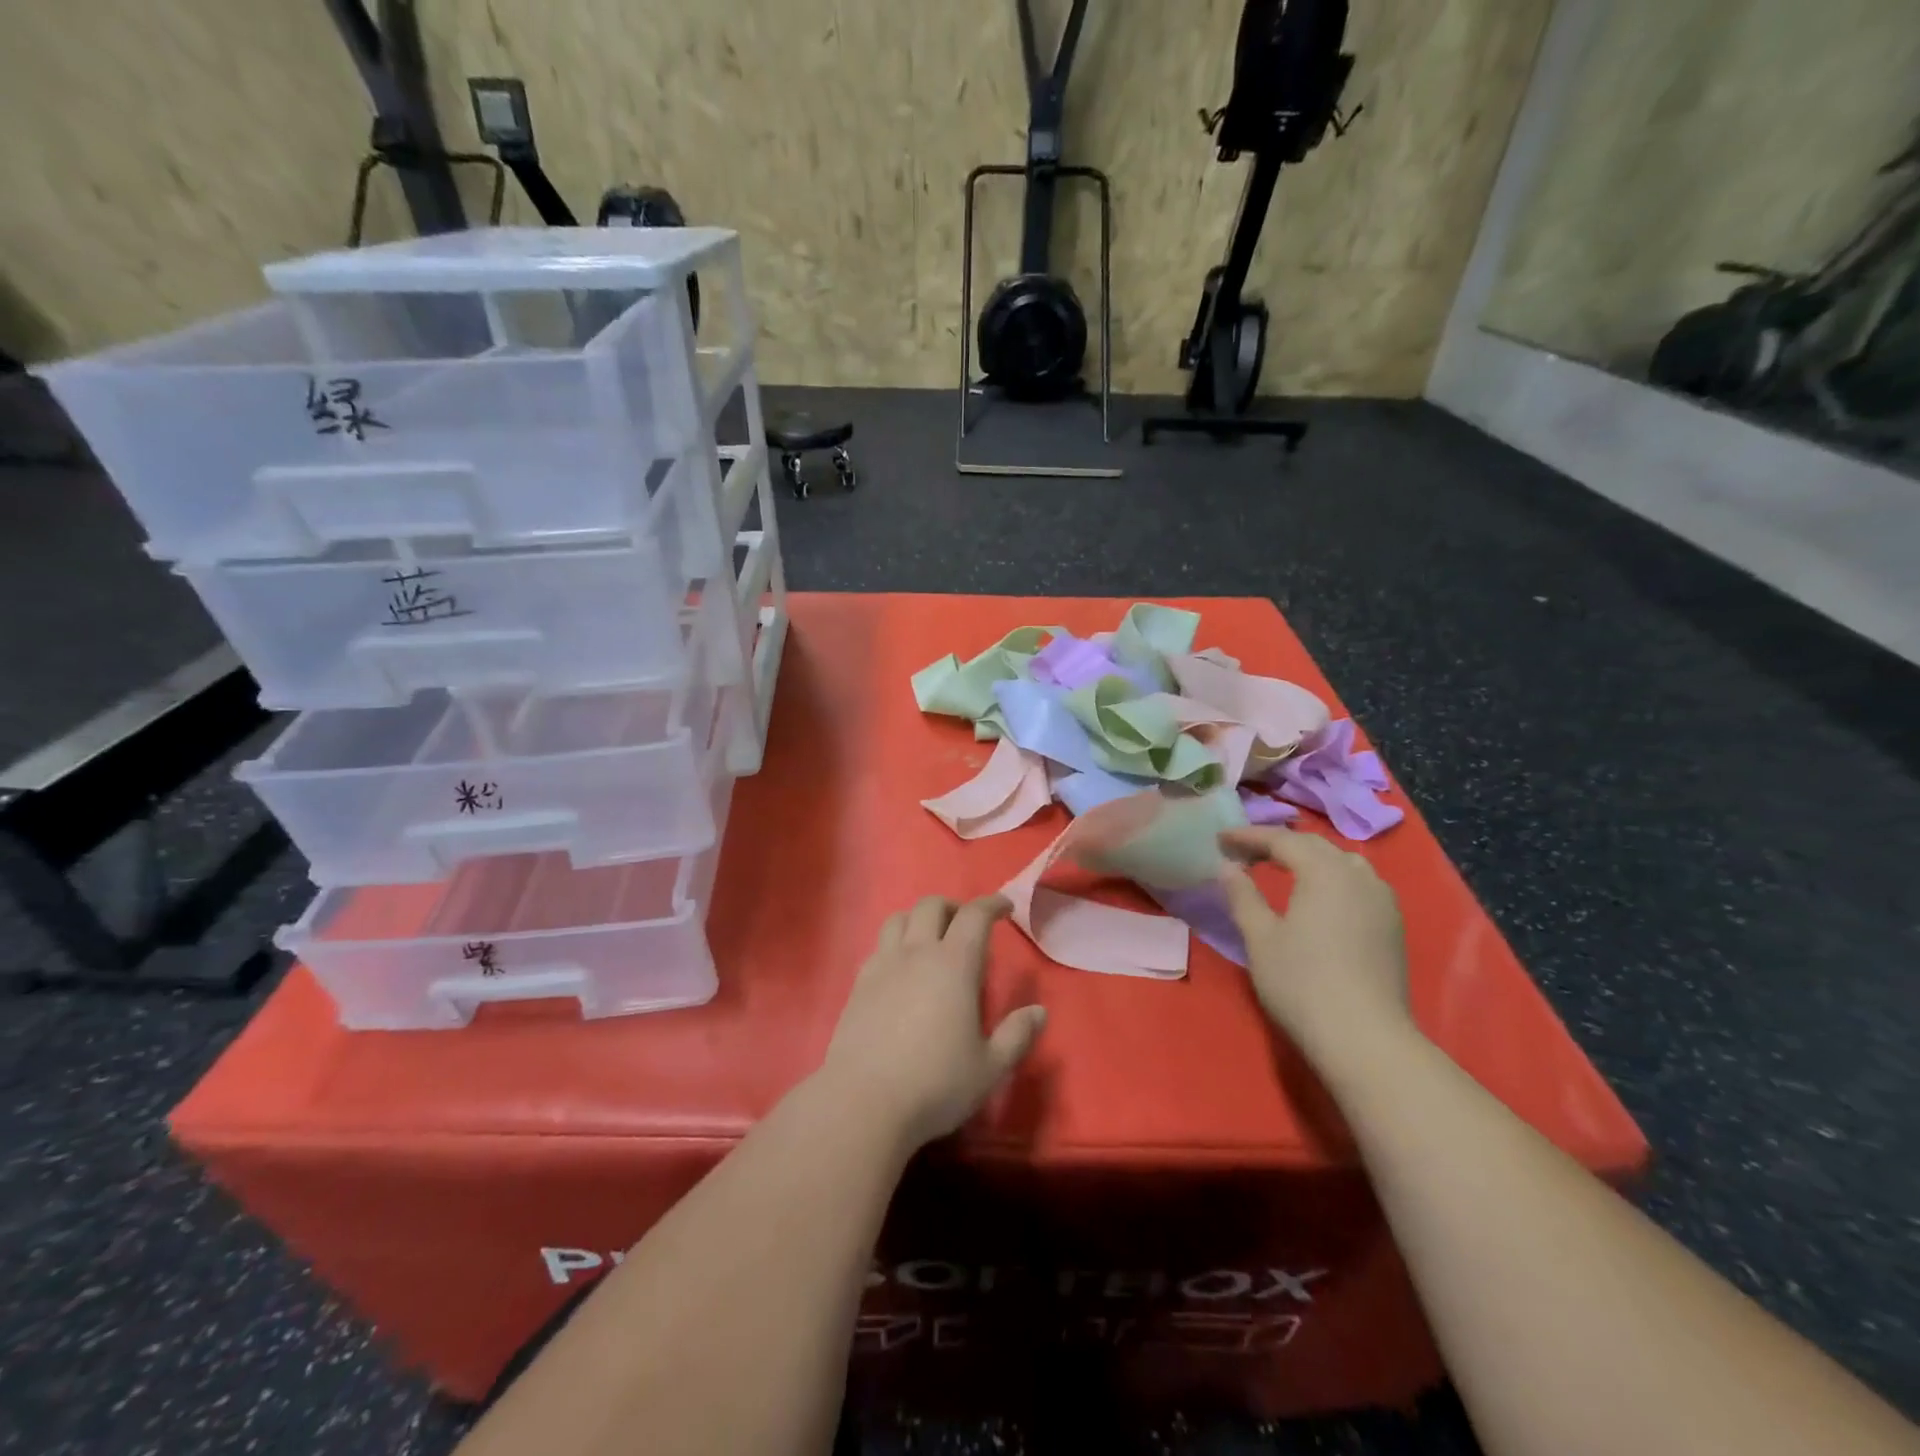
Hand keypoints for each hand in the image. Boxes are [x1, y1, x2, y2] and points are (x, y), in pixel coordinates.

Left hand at [818, 894, 1046, 1151]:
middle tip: (967, 925)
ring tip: (930, 939)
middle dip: (954, 907)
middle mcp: (917, 953)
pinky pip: (879, 946)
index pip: (975, 915)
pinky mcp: (858, 984)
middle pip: (932, 906)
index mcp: (954, 964)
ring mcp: (883, 965)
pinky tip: (901, 969)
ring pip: (899, 918)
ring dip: (919, 918)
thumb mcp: (989, 1068)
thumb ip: (1017, 1036)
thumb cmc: (935, 1084)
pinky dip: (895, 943)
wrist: (862, 1102)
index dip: (992, 904)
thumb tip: (1039, 1011)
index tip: (1004, 907)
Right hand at [1217, 828, 1413, 1072]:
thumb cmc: (1302, 983)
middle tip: (1245, 853)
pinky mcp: (1392, 926)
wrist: (1364, 1039)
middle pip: (1315, 846)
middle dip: (1278, 844)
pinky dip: (1332, 878)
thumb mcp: (1260, 937)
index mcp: (1325, 872)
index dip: (1248, 836)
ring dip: (1310, 858)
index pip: (1282, 840)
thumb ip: (1243, 896)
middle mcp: (1358, 876)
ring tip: (1283, 868)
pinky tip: (1319, 897)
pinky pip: (1359, 884)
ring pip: (1343, 863)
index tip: (1220, 840)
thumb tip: (1229, 867)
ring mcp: (1382, 901)